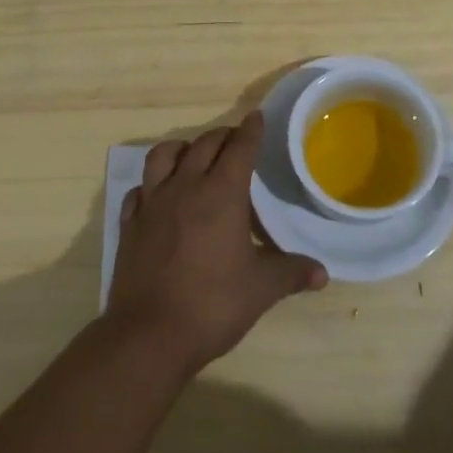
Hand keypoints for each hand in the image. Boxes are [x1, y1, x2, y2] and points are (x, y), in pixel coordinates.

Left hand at [105, 112, 327, 374]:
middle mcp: (186, 187)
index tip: (257, 117)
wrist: (149, 335)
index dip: (251, 130)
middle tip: (234, 141)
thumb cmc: (212, 305)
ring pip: (163, 156)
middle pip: (204, 145)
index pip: (240, 148)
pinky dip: (150, 184)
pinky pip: (139, 190)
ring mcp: (153, 203)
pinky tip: (157, 195)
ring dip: (182, 149)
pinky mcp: (130, 224)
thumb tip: (323, 274)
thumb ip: (291, 273)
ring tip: (192, 155)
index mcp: (222, 194)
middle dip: (222, 136)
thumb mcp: (261, 290)